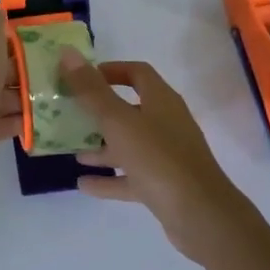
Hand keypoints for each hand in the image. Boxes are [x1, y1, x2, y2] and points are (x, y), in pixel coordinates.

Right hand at [57, 50, 263, 262]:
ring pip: (129, 145)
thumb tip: (68, 53)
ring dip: (102, 147)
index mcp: (161, 101)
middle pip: (130, 109)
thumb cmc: (158, 159)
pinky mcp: (164, 185)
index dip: (110, 70)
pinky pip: (131, 177)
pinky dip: (109, 179)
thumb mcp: (118, 121)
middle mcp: (166, 123)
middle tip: (70, 114)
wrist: (201, 216)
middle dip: (100, 112)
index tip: (81, 77)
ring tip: (74, 152)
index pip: (137, 73)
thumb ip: (91, 90)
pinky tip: (83, 184)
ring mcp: (167, 156)